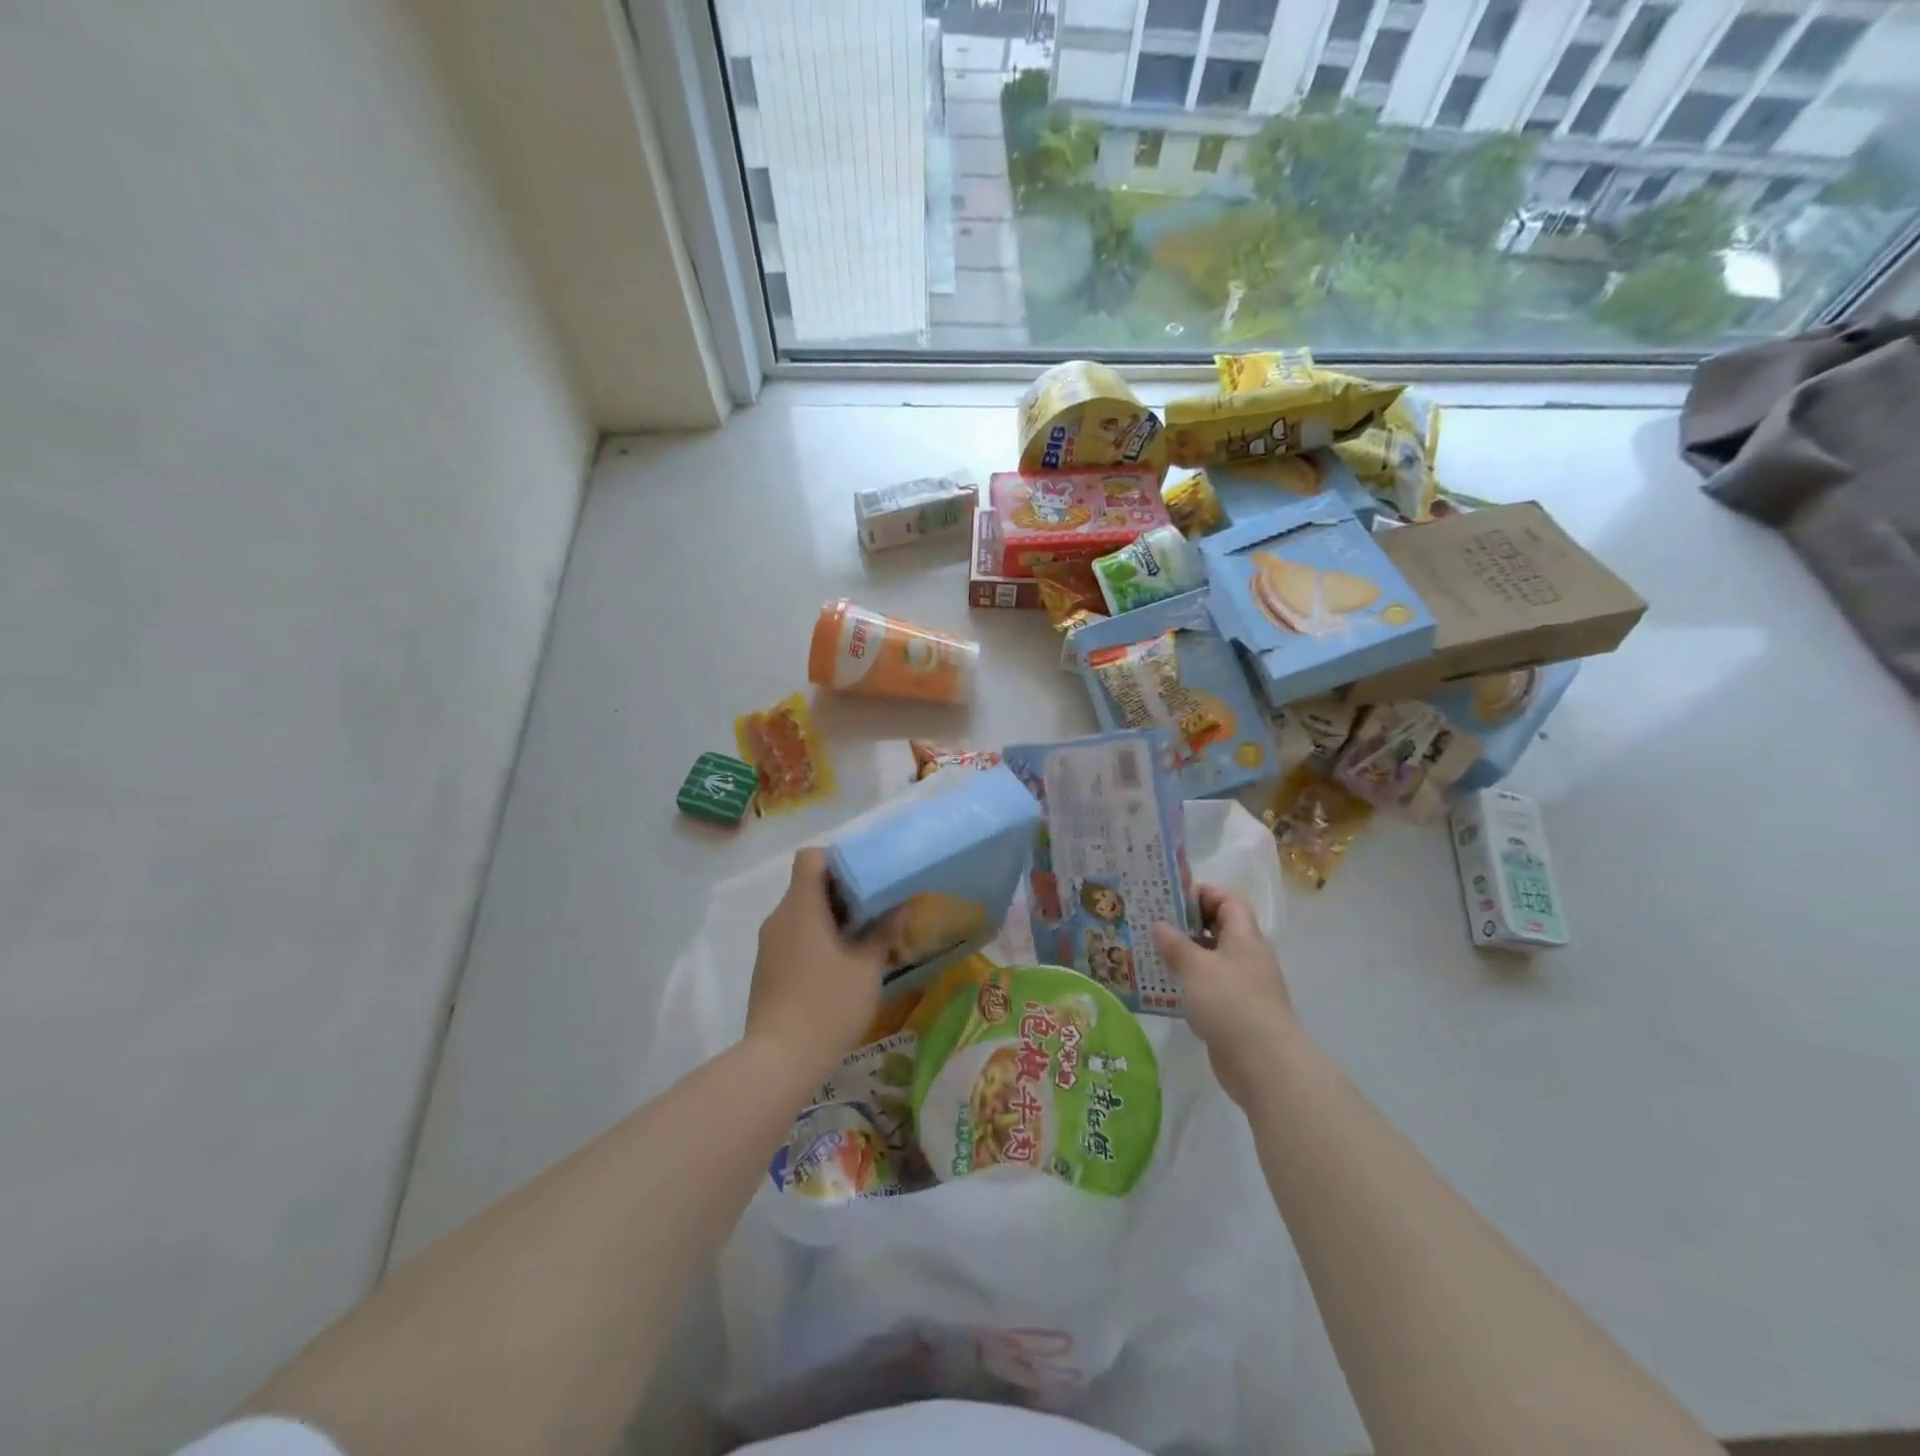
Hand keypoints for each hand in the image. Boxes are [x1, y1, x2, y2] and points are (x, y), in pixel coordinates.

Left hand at [745, 848, 901, 1085]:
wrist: (779, 1060)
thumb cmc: (828, 1005)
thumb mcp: (866, 968)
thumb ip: (883, 931)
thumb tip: (900, 907)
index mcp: (802, 907)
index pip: (810, 858)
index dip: (837, 859)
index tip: (864, 876)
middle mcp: (779, 917)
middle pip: (807, 885)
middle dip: (840, 891)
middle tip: (874, 907)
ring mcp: (769, 944)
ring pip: (800, 912)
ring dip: (829, 917)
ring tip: (861, 937)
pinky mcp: (766, 968)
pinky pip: (792, 936)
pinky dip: (815, 938)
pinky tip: (838, 964)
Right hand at [1150, 886, 1296, 1108]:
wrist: (1264, 1064)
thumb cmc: (1230, 1003)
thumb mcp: (1196, 967)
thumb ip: (1175, 944)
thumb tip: (1159, 925)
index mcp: (1245, 937)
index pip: (1229, 901)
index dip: (1203, 894)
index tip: (1171, 898)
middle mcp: (1248, 957)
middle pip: (1220, 929)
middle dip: (1188, 925)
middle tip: (1153, 924)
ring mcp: (1244, 987)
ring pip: (1212, 960)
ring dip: (1186, 956)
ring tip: (1152, 954)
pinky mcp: (1237, 1013)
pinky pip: (1210, 988)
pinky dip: (1190, 984)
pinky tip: (1165, 988)